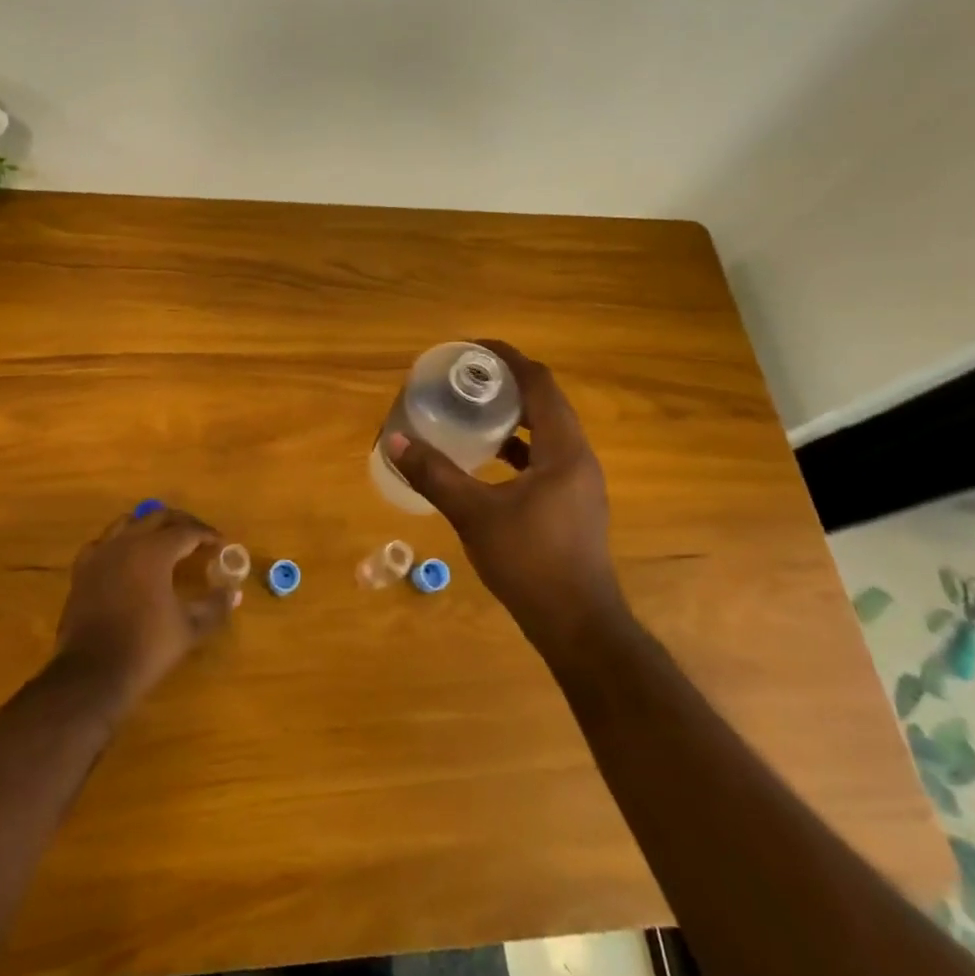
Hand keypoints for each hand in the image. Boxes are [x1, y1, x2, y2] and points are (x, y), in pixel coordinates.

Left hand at [53, 507, 237, 709]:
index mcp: (155, 551)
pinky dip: (119, 542)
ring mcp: (100, 554)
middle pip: (157, 517)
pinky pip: (103, 543)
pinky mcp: (82, 570)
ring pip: (127, 523)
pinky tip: (126, 557)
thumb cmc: (146, 647)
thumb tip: (233, 592)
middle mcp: (126, 542)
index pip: (187, 531)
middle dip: (181, 522)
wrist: (93, 673)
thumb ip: (215, 606)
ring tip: (164, 539)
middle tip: (198, 535)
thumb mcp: (189, 628)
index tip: (220, 543)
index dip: (207, 534)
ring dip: (149, 525)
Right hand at [386, 340, 623, 649]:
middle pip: (545, 403)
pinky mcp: (572, 505)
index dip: (508, 358)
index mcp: (564, 450)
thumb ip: (435, 475)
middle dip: (506, 384)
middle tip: (465, 378)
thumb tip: (395, 442)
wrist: (578, 626)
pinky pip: (544, 458)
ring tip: (471, 411)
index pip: (540, 383)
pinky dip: (517, 448)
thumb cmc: (531, 563)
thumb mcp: (475, 515)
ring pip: (546, 432)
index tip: (472, 349)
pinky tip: (487, 460)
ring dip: (512, 416)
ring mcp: (579, 484)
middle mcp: (578, 458)